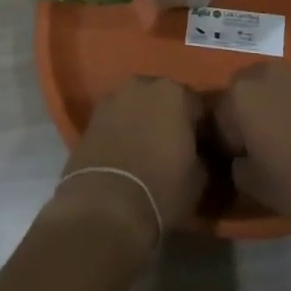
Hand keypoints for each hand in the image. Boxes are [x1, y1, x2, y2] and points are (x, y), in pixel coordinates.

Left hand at [56, 76, 205, 239]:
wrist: (105, 205)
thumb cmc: (162, 187)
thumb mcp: (199, 177)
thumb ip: (201, 154)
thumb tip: (197, 154)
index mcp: (175, 93)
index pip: (196, 106)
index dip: (200, 128)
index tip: (200, 148)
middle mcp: (142, 85)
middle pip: (162, 99)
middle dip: (168, 118)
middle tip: (172, 147)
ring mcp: (111, 98)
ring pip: (135, 106)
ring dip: (141, 121)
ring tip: (145, 151)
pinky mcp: (89, 117)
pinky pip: (114, 120)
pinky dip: (120, 131)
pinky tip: (123, 154)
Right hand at [216, 63, 290, 228]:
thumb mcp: (255, 185)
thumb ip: (237, 166)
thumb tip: (241, 159)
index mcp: (240, 93)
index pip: (220, 116)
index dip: (229, 142)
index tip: (242, 161)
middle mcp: (267, 72)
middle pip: (248, 93)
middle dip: (251, 115)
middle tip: (265, 146)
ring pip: (278, 89)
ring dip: (278, 107)